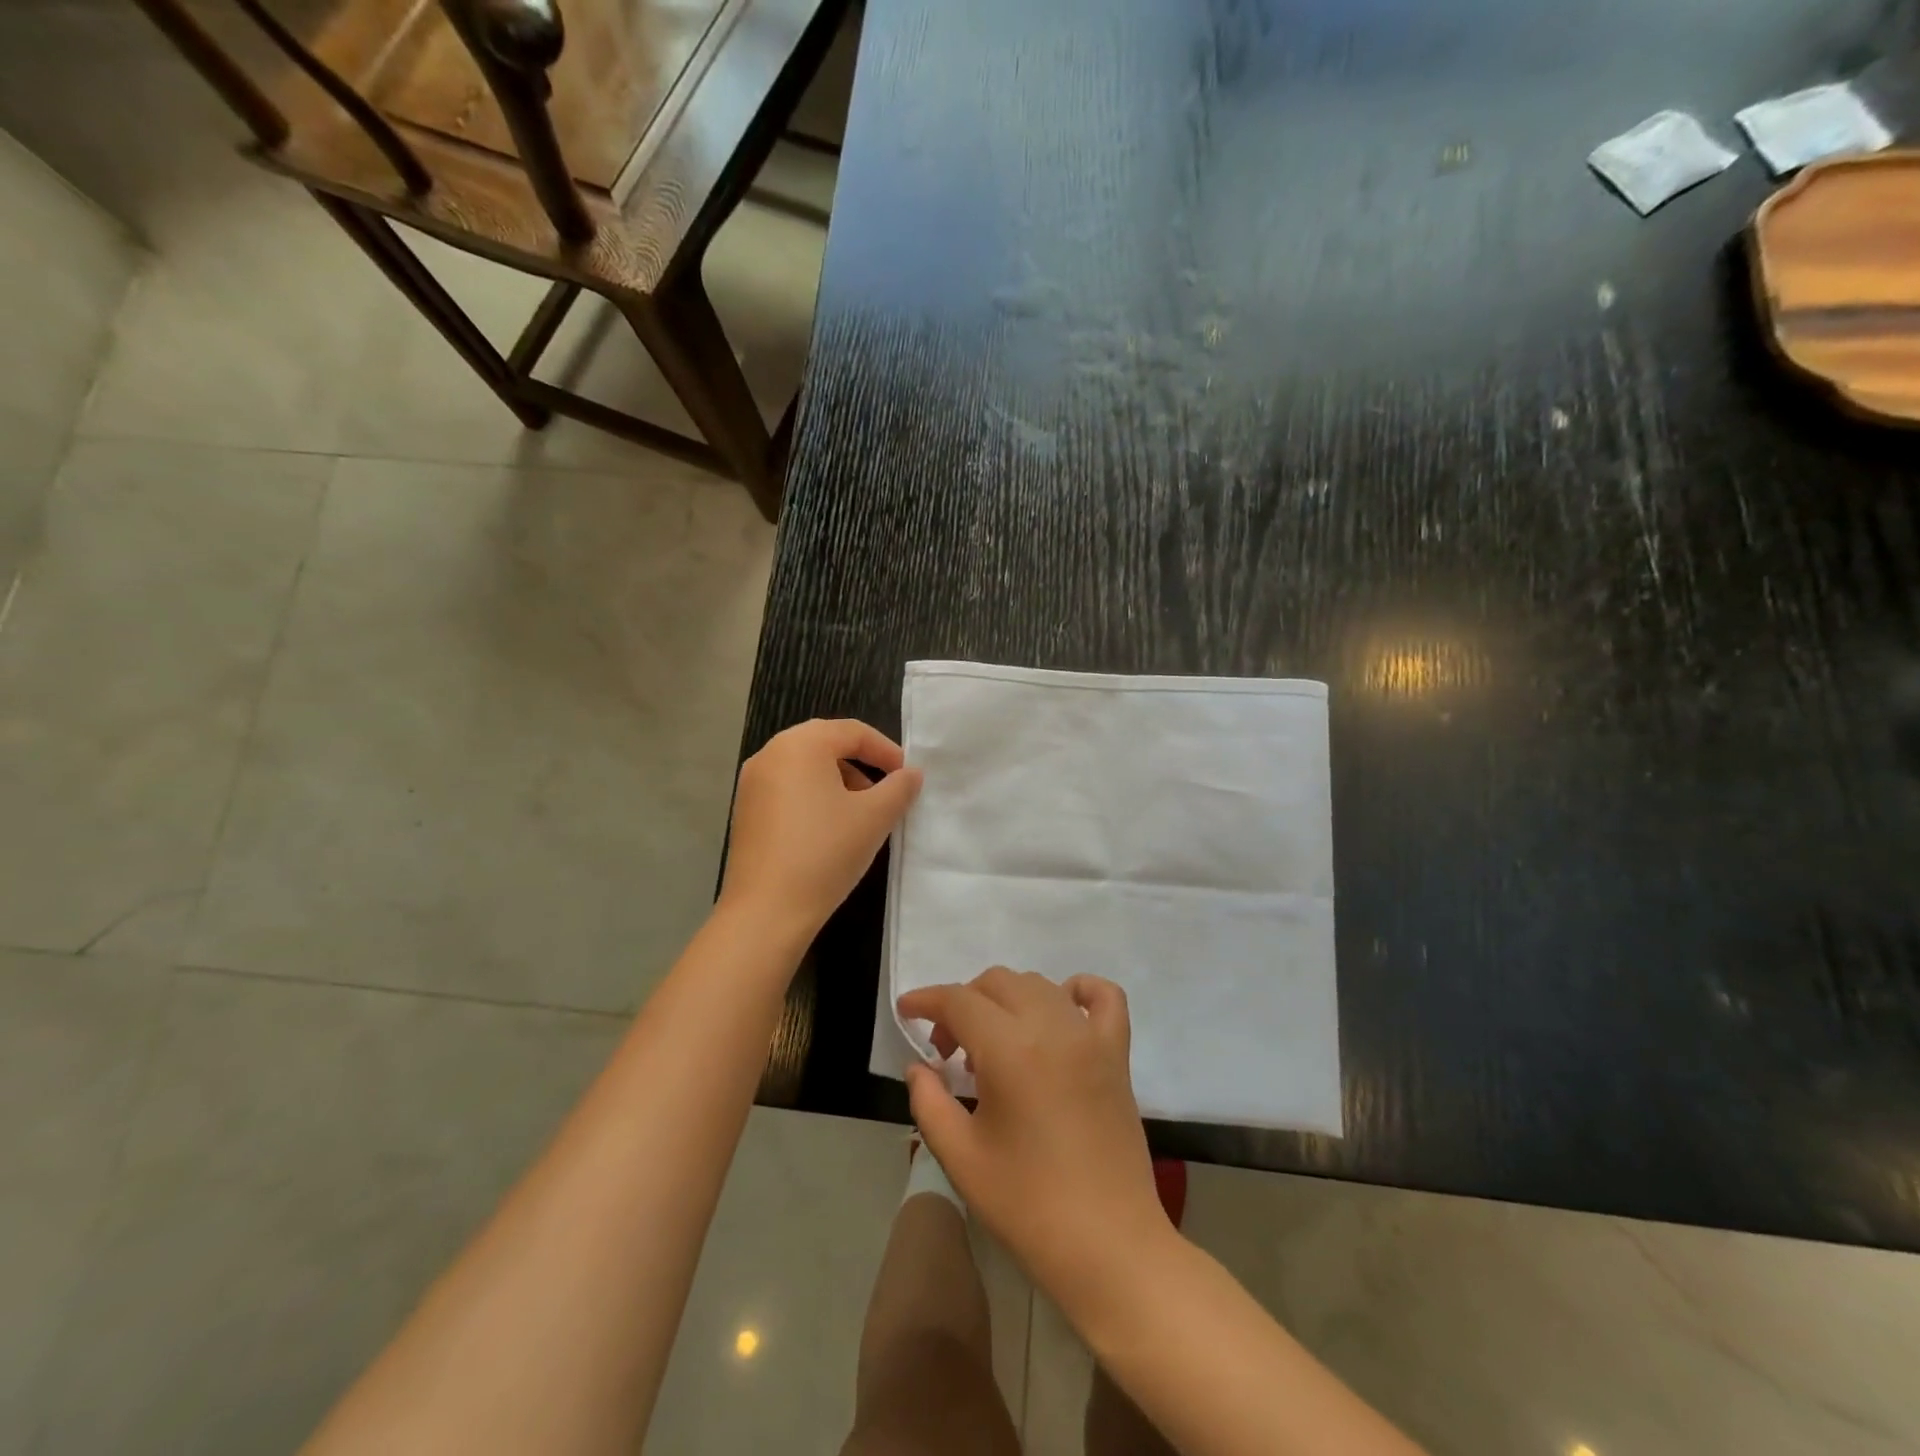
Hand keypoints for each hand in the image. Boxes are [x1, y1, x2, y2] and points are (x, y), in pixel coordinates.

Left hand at [719, 718, 921, 939]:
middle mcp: (770, 754)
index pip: (852, 731)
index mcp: (800, 744)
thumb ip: (899, 788)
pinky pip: (788, 789)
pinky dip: (814, 797)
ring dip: (839, 781)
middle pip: (826, 744)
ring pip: (806, 768)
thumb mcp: (874, 818)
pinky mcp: (746, 811)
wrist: (767, 910)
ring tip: (862, 813)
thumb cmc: (825, 852)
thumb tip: (911, 774)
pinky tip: (831, 830)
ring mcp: (752, 783)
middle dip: (862, 764)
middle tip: (887, 790)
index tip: (907, 776)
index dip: (886, 750)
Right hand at [898, 969, 1170, 1296]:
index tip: (906, 1011)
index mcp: (1010, 1049)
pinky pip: (1104, 997)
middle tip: (948, 1050)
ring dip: (1006, 1000)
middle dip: (963, 1003)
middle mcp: (1052, 1027)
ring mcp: (1090, 1036)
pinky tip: (1060, 1010)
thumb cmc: (1028, 1206)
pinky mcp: (1117, 1053)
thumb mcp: (961, 1157)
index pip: (959, 1001)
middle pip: (998, 983)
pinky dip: (1078, 990)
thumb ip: (929, 1101)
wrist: (1108, 1246)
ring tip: (993, 1045)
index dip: (927, 1001)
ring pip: (1040, 985)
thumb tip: (918, 1067)